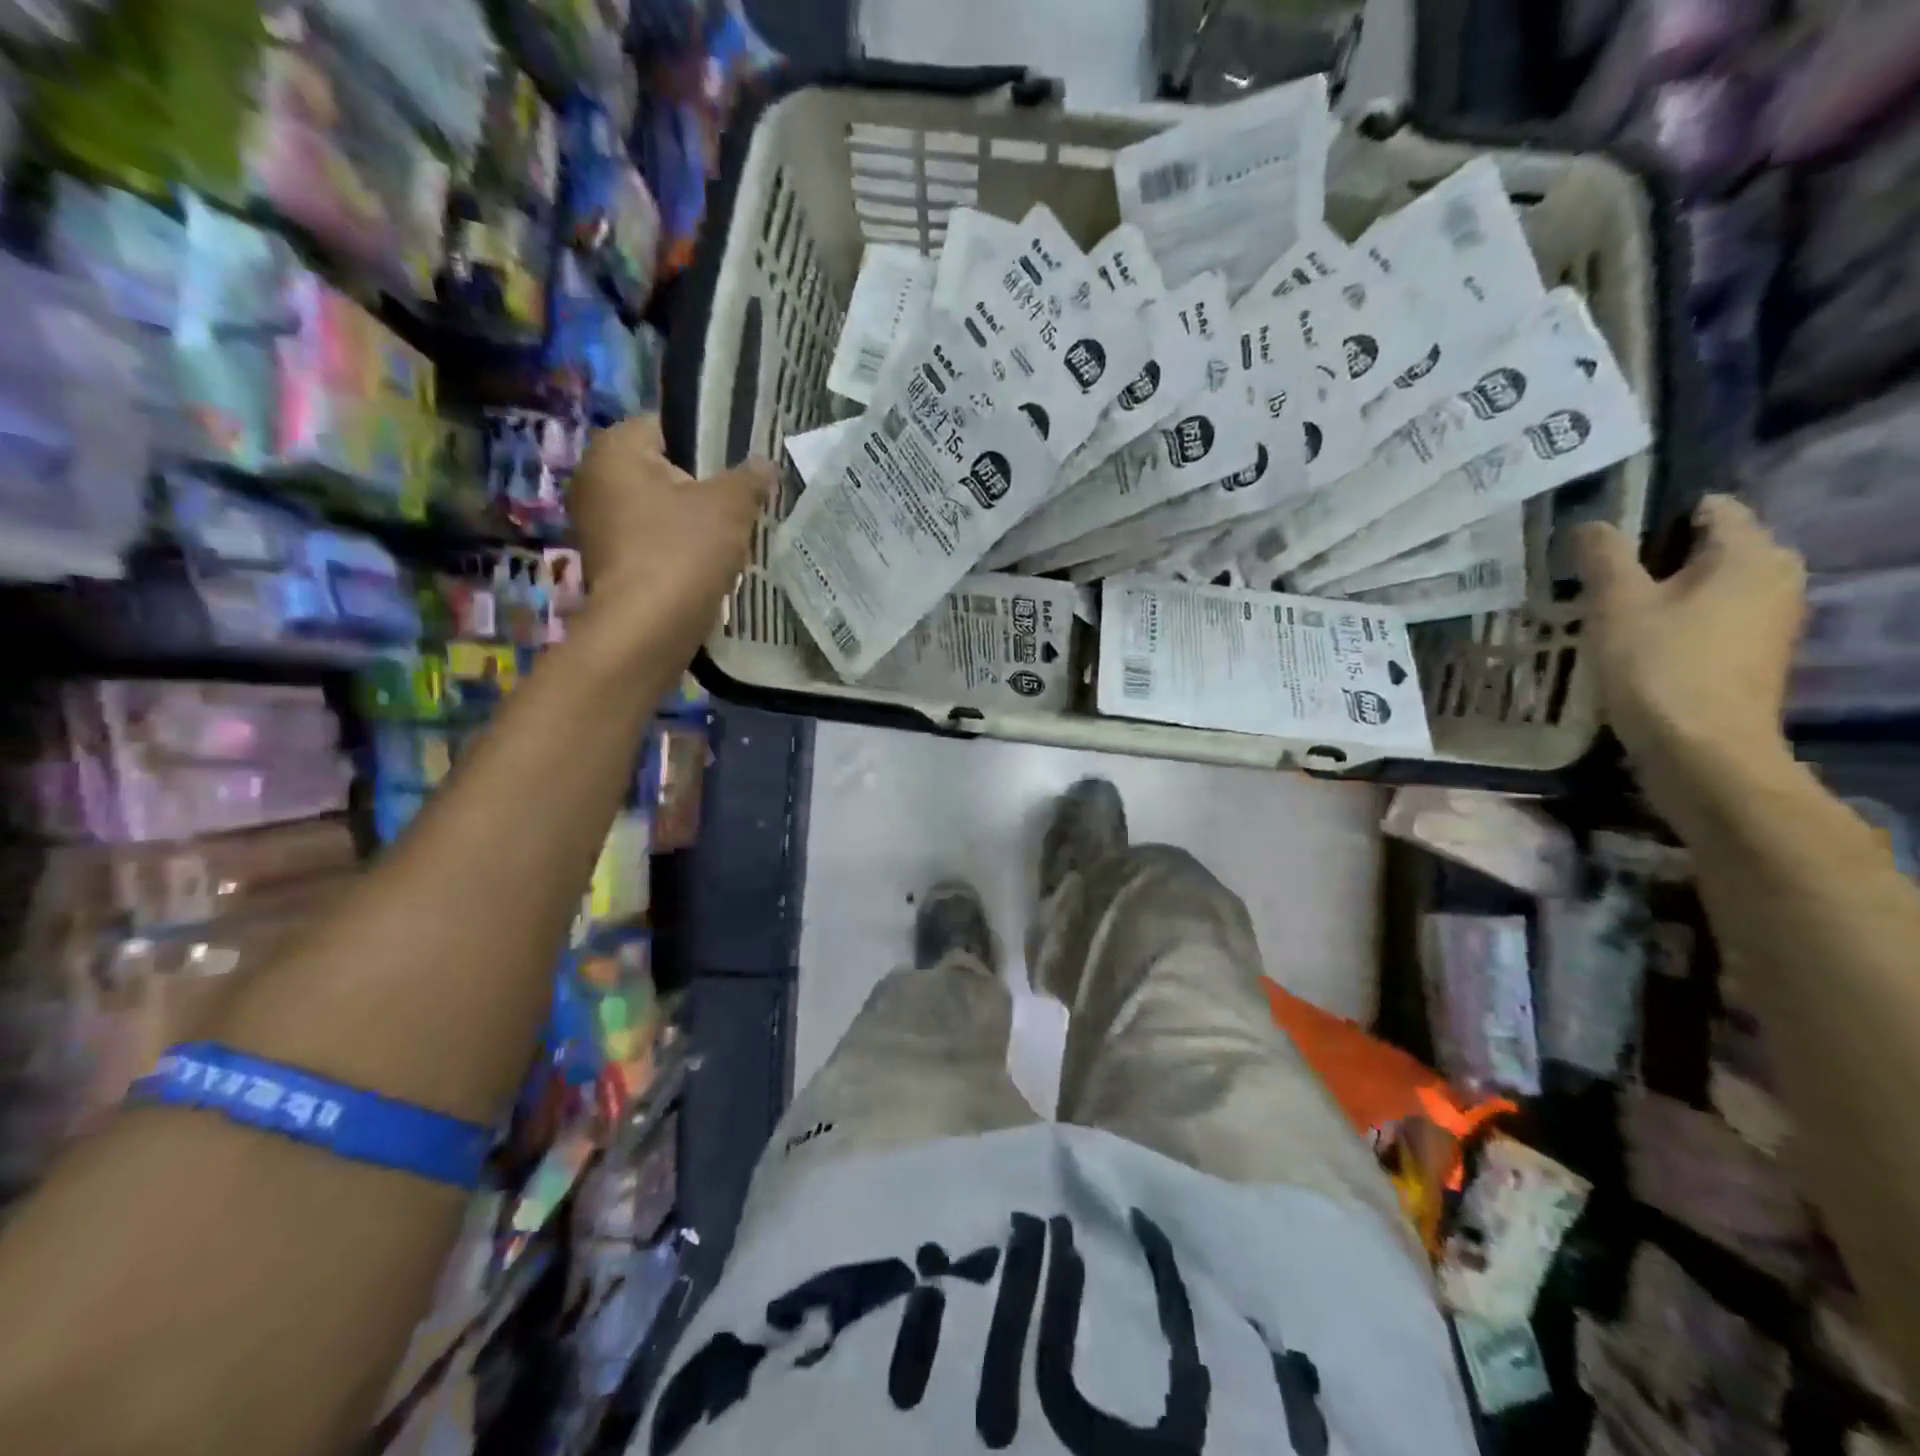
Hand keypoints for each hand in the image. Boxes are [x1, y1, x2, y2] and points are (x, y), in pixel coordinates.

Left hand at [567, 415, 773, 660]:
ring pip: (660, 510)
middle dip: (703, 487)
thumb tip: (764, 464)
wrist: (647, 630)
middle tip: (742, 505)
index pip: (668, 425)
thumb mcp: (730, 506)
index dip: (710, 443)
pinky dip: (678, 550)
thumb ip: (749, 478)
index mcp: (615, 449)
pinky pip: (652, 543)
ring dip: (692, 522)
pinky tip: (708, 566)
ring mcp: (596, 525)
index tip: (741, 469)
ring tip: (731, 538)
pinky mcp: (609, 563)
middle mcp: (594, 479)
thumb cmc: (683, 552)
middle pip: (664, 470)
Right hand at [1577, 495, 1806, 811]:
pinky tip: (1635, 643)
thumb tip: (1593, 524)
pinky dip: (1677, 622)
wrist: (1701, 747)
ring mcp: (1771, 619)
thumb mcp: (1615, 603)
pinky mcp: (1755, 654)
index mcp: (1751, 553)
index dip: (1653, 516)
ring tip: (1608, 612)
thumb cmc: (1658, 664)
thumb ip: (1603, 556)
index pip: (1709, 508)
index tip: (1604, 542)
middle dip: (1654, 558)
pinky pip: (1712, 618)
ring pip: (1708, 586)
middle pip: (1708, 548)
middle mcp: (1776, 576)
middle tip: (1597, 580)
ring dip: (1662, 594)